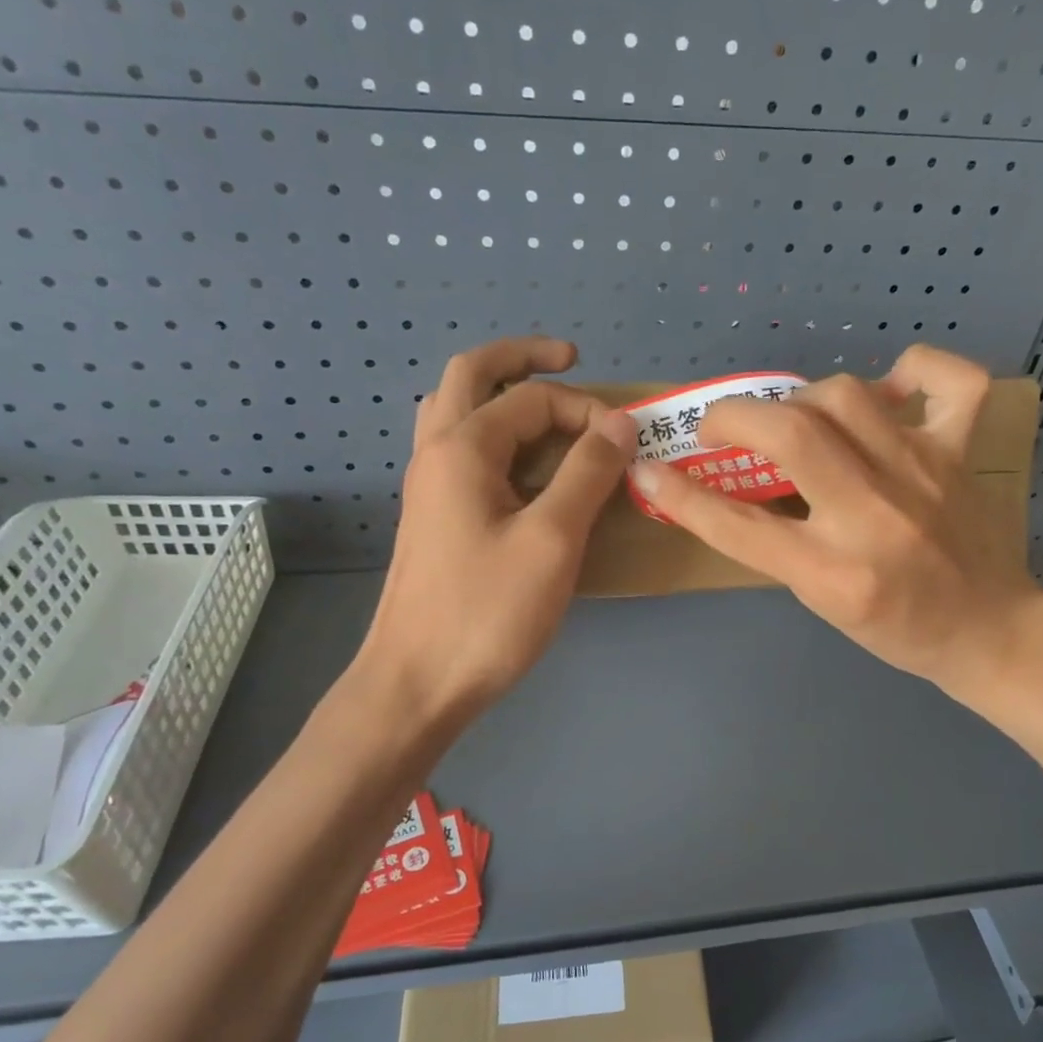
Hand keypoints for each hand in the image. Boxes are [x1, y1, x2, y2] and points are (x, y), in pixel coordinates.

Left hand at [354, 337, 635, 726]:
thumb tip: (618, 423)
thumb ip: (587, 474)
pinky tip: (521, 466)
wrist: (417, 683)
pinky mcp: (433, 518)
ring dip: (500, 393)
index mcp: (462, 448)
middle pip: (472, 375)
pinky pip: (460, 451)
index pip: (531, 398)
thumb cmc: (487, 612)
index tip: (626, 443)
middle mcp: (436, 453)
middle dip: (523, 358)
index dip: (585, 410)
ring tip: (543, 404)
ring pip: (457, 411)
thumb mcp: (552, 540)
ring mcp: (428, 487)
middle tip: (571, 359)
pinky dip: (493, 435)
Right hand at [628, 345, 1042, 700]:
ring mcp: (924, 474)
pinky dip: (913, 368)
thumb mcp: (821, 602)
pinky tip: (888, 389)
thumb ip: (776, 545)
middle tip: (719, 426)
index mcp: (835, 574)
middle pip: (792, 434)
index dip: (682, 495)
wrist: (988, 631)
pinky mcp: (960, 452)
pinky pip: (947, 381)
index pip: (740, 527)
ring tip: (794, 417)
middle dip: (736, 415)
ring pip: (846, 396)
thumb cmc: (896, 629)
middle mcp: (876, 517)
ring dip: (801, 397)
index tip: (648, 469)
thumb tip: (723, 487)